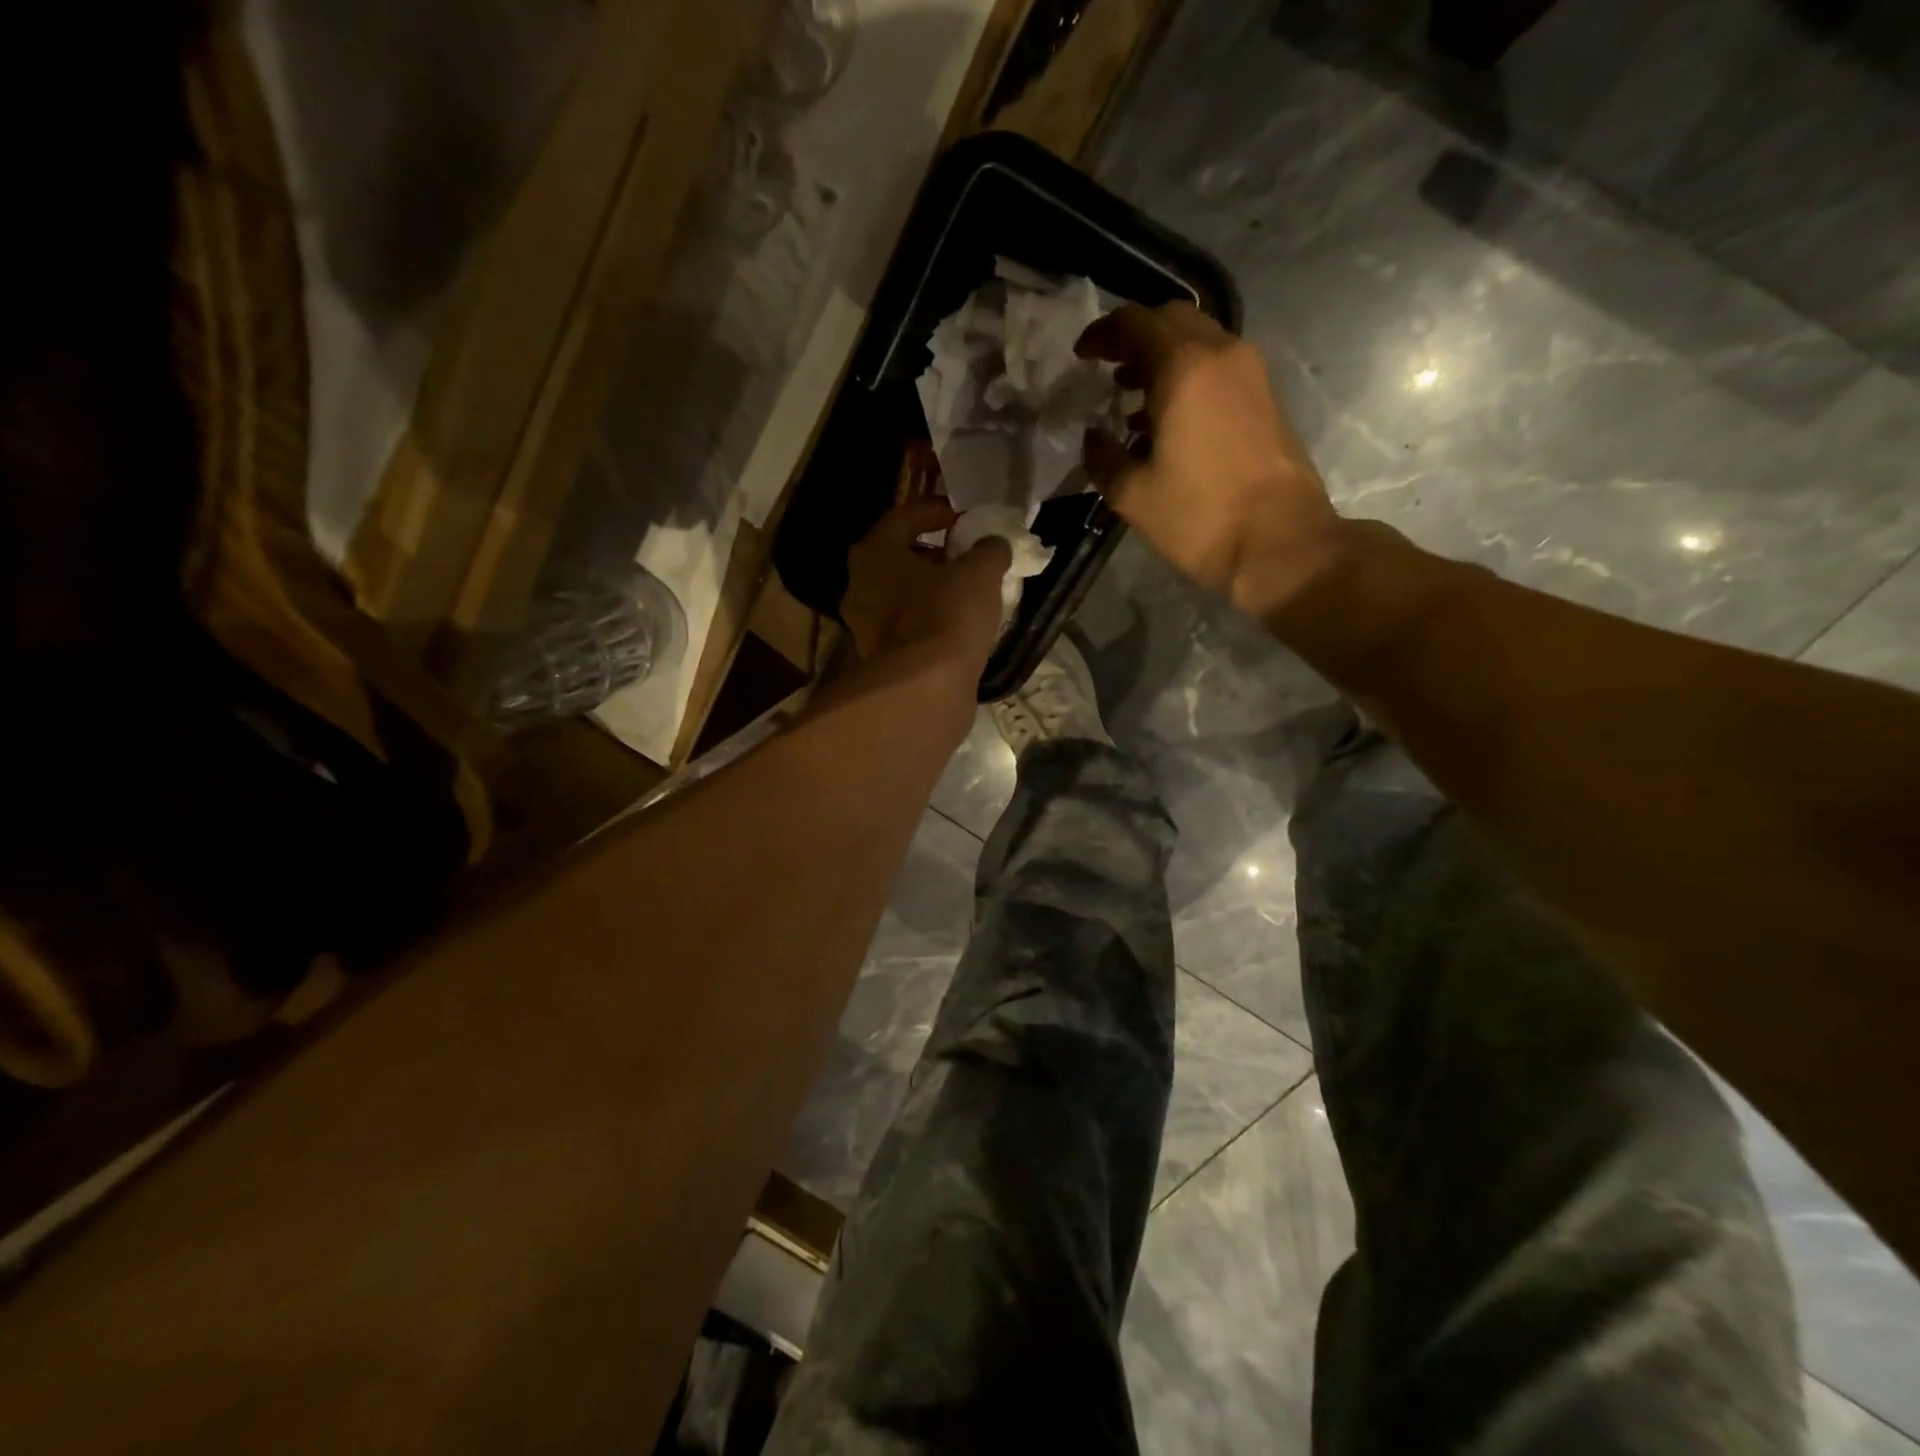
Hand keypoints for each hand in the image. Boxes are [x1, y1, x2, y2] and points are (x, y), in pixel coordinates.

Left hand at [842, 498, 1010, 672]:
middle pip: (898, 557)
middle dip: (933, 552)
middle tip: (965, 554)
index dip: (937, 511)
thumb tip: (993, 545)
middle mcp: (859, 585)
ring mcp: (864, 625)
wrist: (925, 689)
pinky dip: (929, 619)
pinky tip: (956, 625)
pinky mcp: (879, 657)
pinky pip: (907, 625)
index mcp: (874, 553)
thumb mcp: (980, 573)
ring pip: (901, 594)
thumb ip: (989, 550)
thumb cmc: (946, 615)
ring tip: (967, 591)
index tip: (965, 518)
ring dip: (931, 588)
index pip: (904, 516)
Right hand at [1078, 302, 1345, 620]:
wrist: (1279, 542)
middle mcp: (1221, 354)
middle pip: (1171, 320)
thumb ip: (1104, 457)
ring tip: (1130, 394)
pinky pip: (1217, 366)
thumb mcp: (1133, 495)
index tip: (1081, 355)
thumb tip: (1093, 437)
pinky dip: (1187, 375)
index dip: (1102, 333)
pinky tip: (1166, 417)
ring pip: (1198, 340)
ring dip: (1162, 356)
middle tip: (1106, 367)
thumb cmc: (1199, 517)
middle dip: (1134, 337)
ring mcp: (1250, 373)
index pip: (1135, 323)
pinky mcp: (1265, 397)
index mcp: (1184, 368)